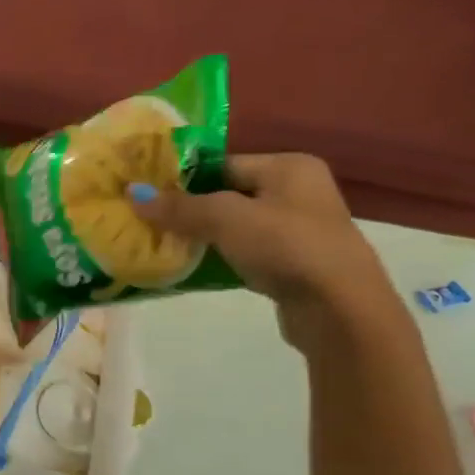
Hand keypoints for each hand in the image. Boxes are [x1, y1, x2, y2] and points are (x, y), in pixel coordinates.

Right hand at [130, 154, 400, 347]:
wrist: (341, 311)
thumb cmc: (286, 247)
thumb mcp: (226, 219)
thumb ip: (179, 207)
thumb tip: (133, 194)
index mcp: (290, 167)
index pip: (224, 164)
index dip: (185, 178)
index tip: (148, 194)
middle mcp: (299, 192)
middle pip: (228, 194)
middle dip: (190, 209)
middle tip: (149, 220)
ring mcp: (299, 231)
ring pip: (236, 226)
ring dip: (204, 236)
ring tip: (164, 244)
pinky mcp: (295, 265)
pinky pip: (246, 253)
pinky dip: (221, 258)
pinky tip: (193, 268)